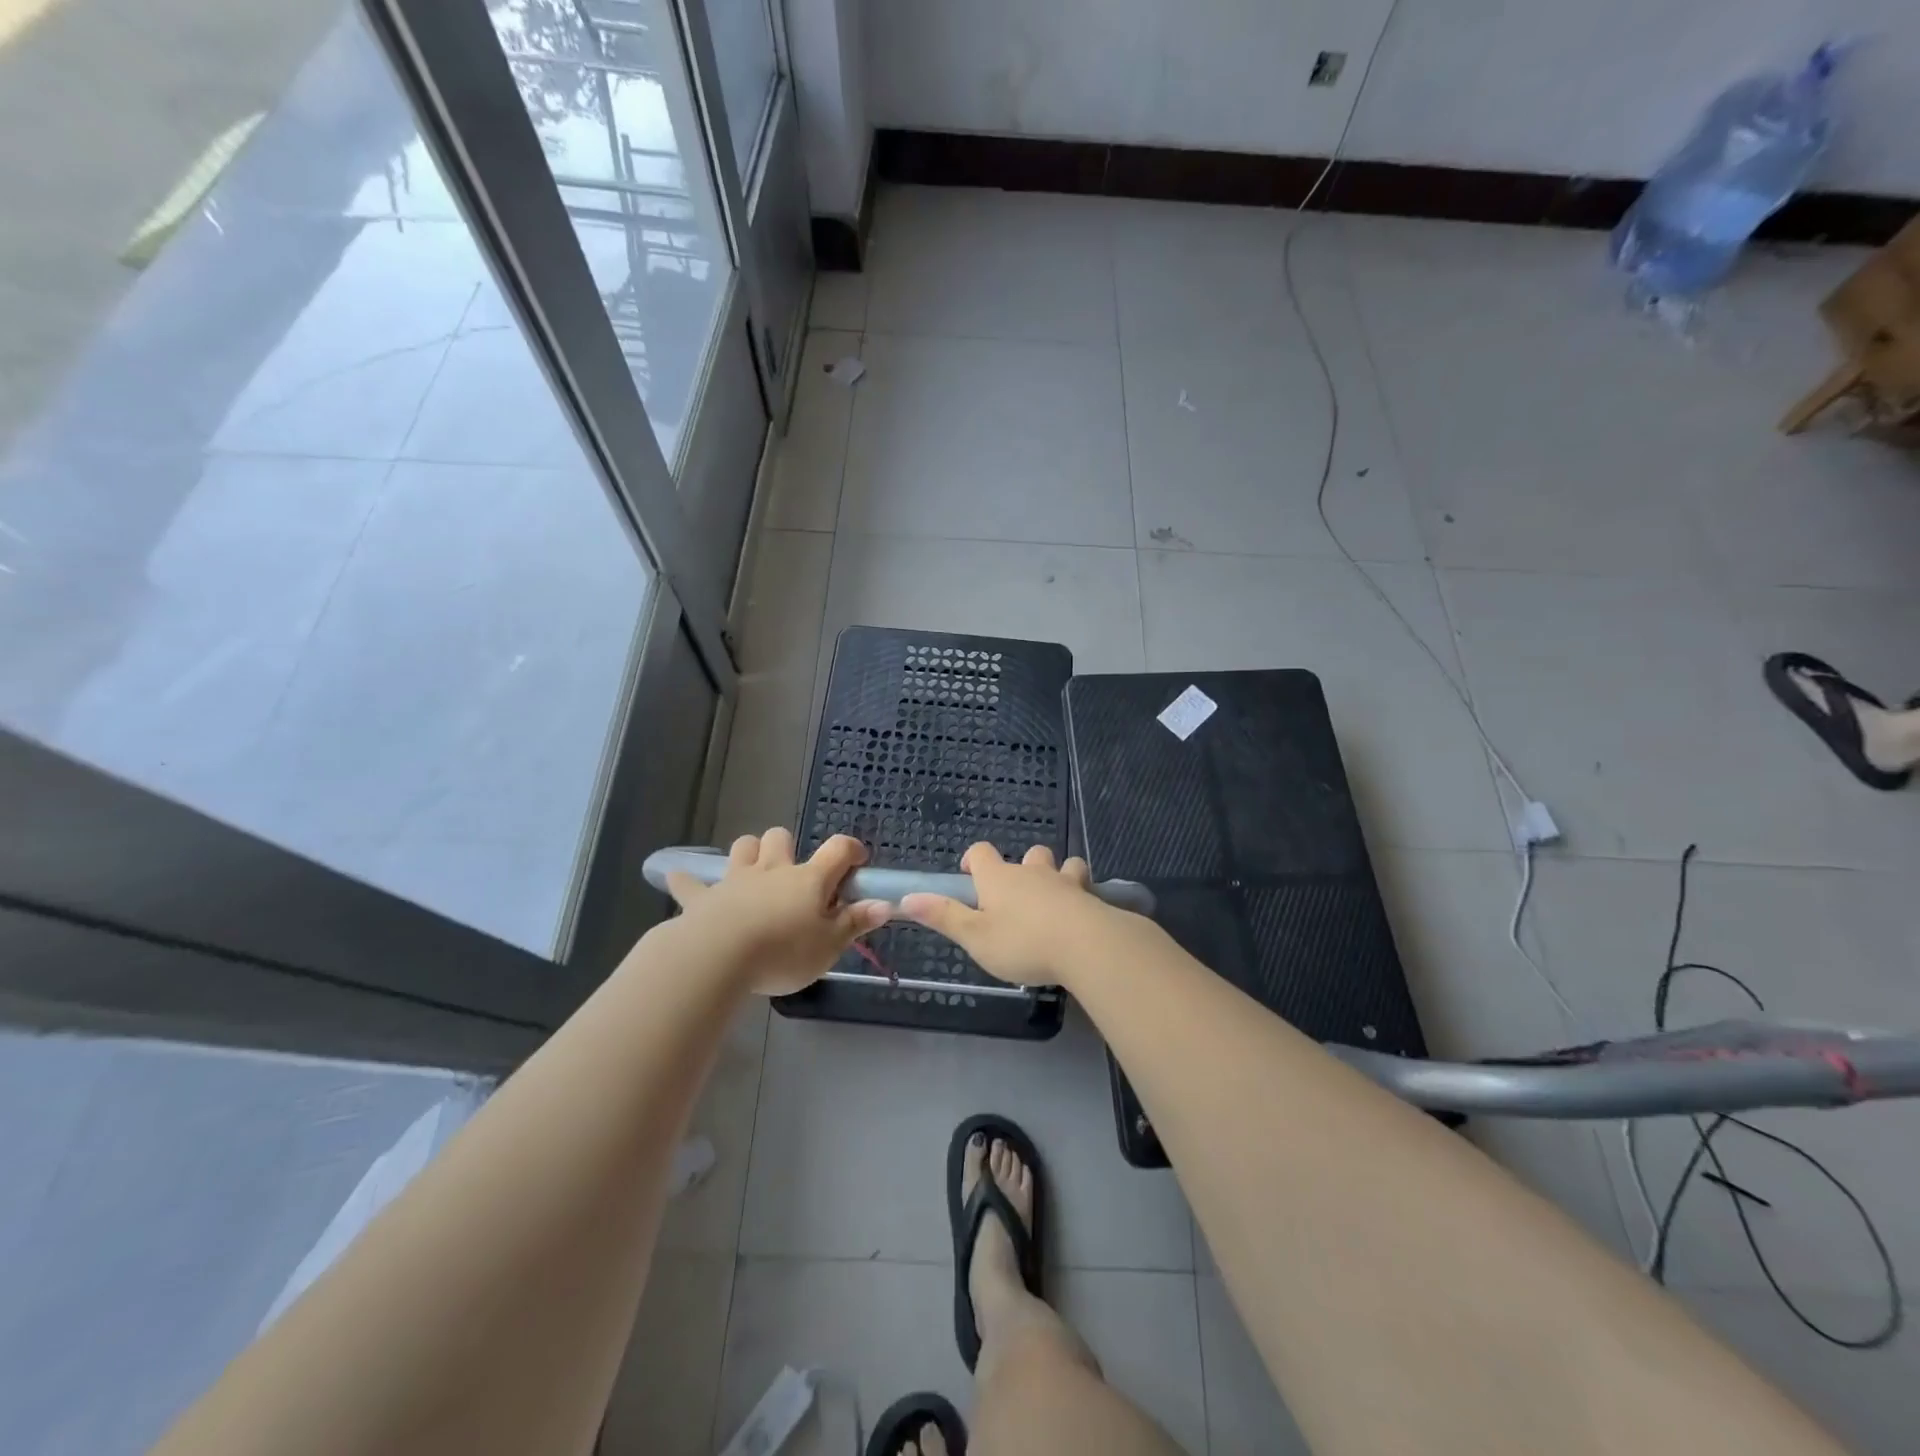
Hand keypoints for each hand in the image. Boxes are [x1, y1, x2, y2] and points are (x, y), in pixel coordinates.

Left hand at [665, 829, 890, 994]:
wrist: (719, 956)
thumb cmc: (783, 952)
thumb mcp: (829, 946)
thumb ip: (855, 923)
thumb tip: (885, 904)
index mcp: (809, 879)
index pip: (838, 849)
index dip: (851, 849)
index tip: (857, 861)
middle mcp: (773, 870)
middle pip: (780, 837)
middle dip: (787, 847)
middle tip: (792, 875)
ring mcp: (735, 880)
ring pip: (743, 847)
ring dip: (748, 854)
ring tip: (752, 873)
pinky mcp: (702, 897)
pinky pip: (690, 882)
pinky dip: (687, 881)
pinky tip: (681, 881)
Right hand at [900, 842, 1115, 987]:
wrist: (1086, 945)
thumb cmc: (1023, 942)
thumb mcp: (975, 937)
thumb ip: (943, 917)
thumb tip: (907, 898)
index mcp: (999, 878)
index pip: (981, 852)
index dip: (973, 860)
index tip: (970, 877)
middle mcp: (1032, 872)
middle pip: (1028, 854)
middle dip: (1022, 868)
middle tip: (1016, 898)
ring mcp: (1065, 882)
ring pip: (1063, 864)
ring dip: (1058, 875)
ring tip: (1054, 901)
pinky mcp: (1091, 898)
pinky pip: (1086, 887)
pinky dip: (1082, 896)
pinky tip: (1081, 916)